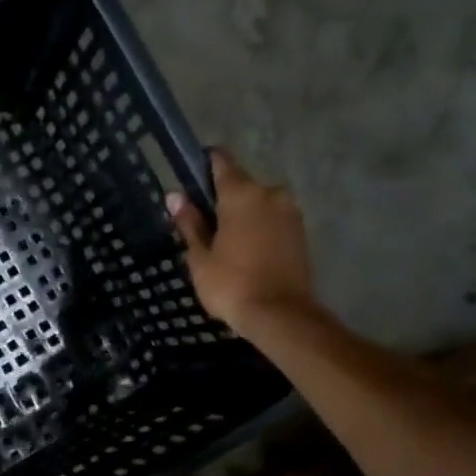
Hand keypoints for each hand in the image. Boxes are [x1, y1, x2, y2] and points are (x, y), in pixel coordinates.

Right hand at [167, 150, 316, 330]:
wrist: (280, 314)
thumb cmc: (231, 285)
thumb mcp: (200, 257)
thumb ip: (189, 223)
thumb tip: (175, 196)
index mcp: (242, 193)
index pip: (220, 161)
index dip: (203, 166)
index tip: (190, 181)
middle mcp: (270, 193)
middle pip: (240, 185)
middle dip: (222, 201)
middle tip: (204, 229)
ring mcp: (290, 211)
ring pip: (258, 204)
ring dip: (242, 217)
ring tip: (225, 247)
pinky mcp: (301, 231)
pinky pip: (272, 220)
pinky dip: (259, 230)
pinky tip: (246, 254)